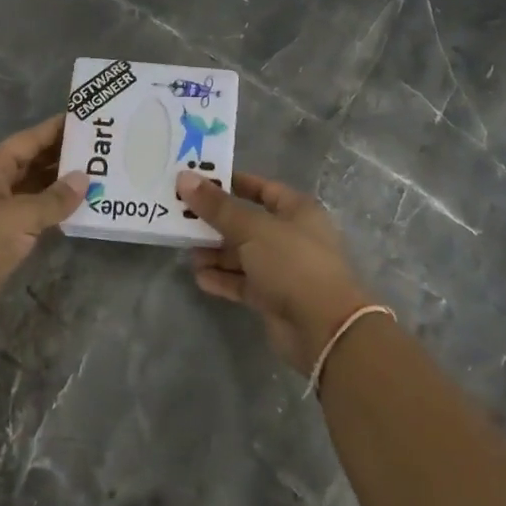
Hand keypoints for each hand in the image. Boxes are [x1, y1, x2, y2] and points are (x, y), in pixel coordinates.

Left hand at [0, 116, 87, 337]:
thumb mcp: (18, 218)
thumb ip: (53, 199)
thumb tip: (84, 178)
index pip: (29, 140)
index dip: (56, 128)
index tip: (89, 119)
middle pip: (34, 162)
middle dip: (65, 155)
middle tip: (103, 149)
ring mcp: (0, 212)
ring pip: (37, 189)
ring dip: (63, 184)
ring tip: (101, 175)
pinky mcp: (5, 238)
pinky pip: (36, 215)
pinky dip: (57, 211)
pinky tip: (82, 210)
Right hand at [178, 171, 372, 375]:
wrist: (323, 327)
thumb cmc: (292, 263)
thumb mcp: (251, 228)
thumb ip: (217, 206)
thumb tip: (185, 178)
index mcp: (297, 210)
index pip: (262, 188)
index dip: (232, 184)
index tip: (199, 182)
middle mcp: (291, 236)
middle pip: (248, 222)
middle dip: (216, 222)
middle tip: (183, 218)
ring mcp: (283, 269)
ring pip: (243, 254)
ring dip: (216, 253)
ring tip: (188, 251)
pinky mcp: (273, 298)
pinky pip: (243, 282)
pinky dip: (223, 279)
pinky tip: (199, 277)